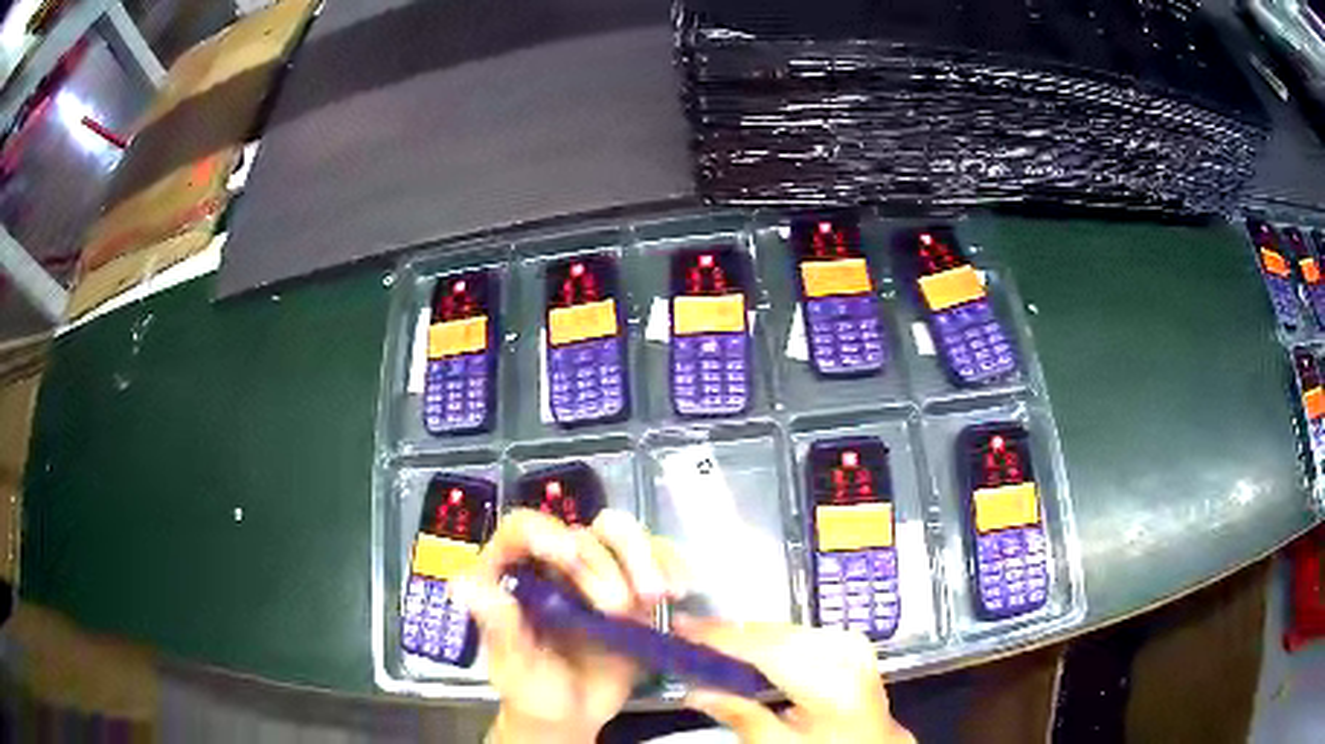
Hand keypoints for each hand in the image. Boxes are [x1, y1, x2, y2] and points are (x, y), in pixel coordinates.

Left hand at [453, 509, 686, 743]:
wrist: (574, 713)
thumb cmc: (533, 690)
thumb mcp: (514, 664)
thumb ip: (498, 626)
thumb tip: (463, 585)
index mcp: (513, 571)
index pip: (522, 529)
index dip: (544, 532)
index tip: (567, 556)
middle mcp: (554, 563)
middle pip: (582, 532)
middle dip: (604, 565)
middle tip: (617, 608)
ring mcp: (597, 571)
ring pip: (621, 535)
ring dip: (644, 557)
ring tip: (657, 596)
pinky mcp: (633, 585)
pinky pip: (656, 558)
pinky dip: (672, 564)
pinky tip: (681, 588)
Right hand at [675, 617, 914, 742]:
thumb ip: (738, 715)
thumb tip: (692, 690)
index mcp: (829, 683)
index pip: (765, 648)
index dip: (720, 636)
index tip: (681, 627)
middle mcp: (844, 653)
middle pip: (776, 633)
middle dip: (731, 633)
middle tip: (690, 636)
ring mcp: (851, 644)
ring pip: (787, 628)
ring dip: (750, 635)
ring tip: (715, 643)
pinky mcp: (851, 643)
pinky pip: (802, 631)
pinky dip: (773, 638)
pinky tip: (753, 648)